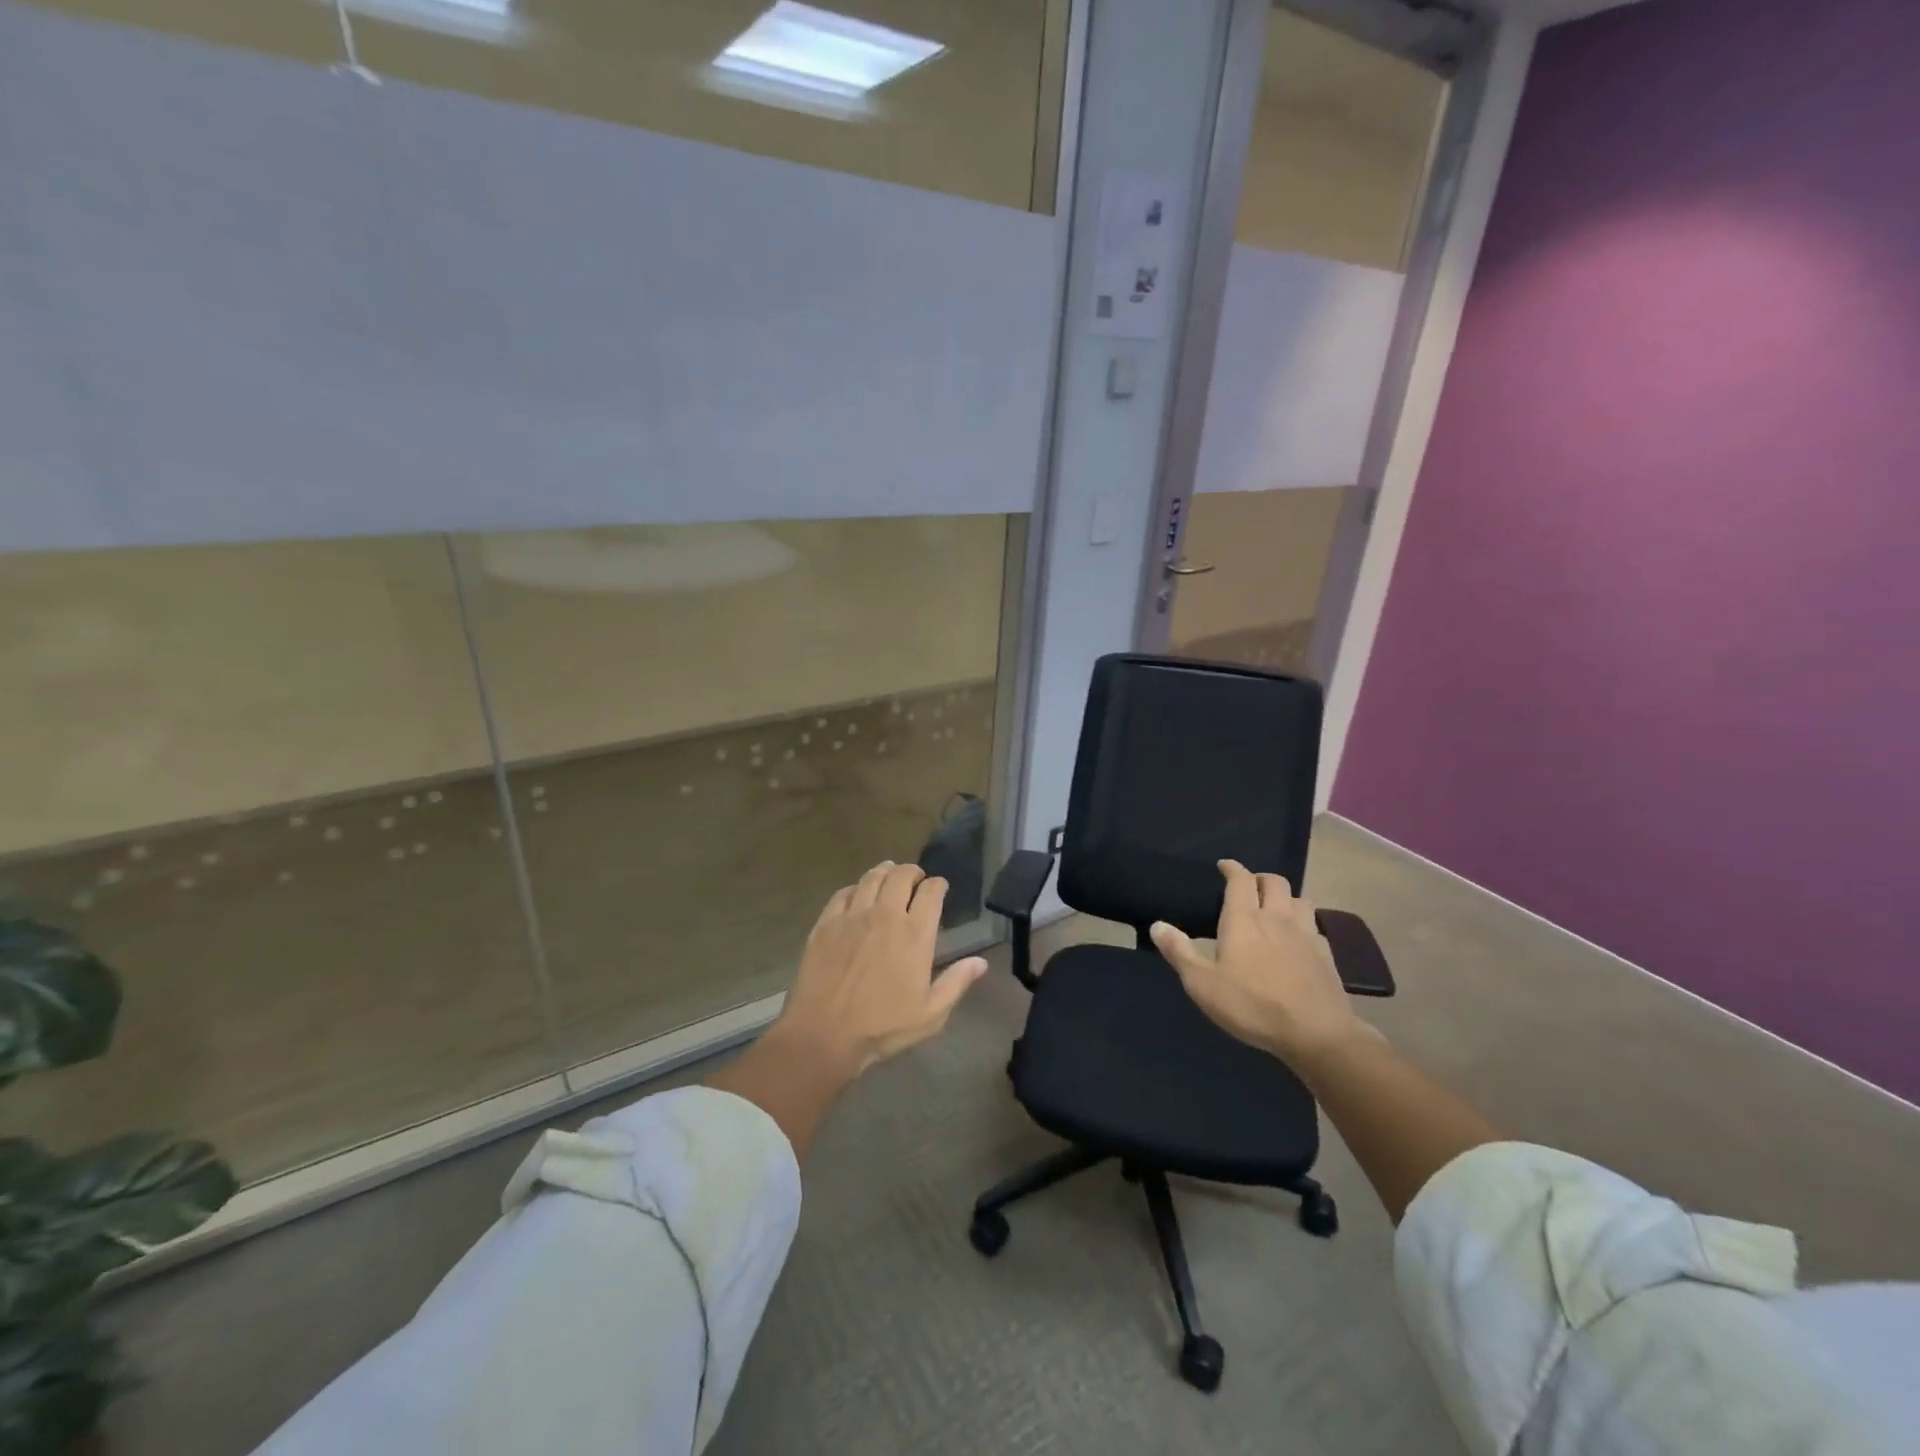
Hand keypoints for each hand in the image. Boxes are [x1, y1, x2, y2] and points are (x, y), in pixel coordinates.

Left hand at [774, 861, 987, 1077]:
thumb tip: (981, 962)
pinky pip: (842, 893)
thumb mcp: (930, 1013)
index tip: (939, 888)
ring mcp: (852, 916)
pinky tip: (857, 893)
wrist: (824, 1034)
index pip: (931, 892)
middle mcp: (885, 915)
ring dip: (885, 871)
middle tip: (915, 879)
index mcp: (915, 934)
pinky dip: (855, 887)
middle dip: (912, 872)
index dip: (938, 885)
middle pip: (901, 875)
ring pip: (871, 878)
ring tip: (889, 873)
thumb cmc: (882, 1027)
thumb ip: (956, 983)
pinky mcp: (826, 924)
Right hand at [1150, 860, 1361, 1066]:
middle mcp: (1277, 918)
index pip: (1240, 880)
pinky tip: (1298, 939)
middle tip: (1248, 886)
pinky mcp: (1325, 955)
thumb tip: (1157, 925)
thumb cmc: (1252, 1006)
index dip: (1232, 868)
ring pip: (1300, 899)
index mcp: (1244, 920)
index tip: (1224, 865)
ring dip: (1286, 897)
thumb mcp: (1203, 984)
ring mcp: (1305, 935)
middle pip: (1274, 881)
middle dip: (1260, 878)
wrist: (1316, 1034)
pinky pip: (1315, 927)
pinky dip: (1304, 924)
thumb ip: (1179, 952)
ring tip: (1275, 908)